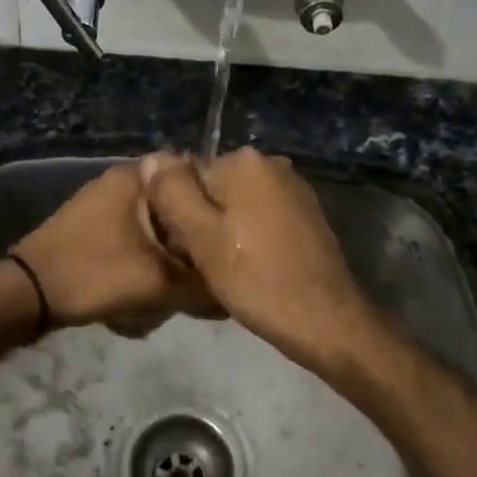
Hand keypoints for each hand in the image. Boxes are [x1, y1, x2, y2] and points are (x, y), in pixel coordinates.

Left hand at [11, 163, 217, 336]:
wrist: (27, 294)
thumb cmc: (93, 274)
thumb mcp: (158, 282)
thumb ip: (202, 283)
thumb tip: (232, 288)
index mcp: (136, 176)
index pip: (196, 173)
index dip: (218, 203)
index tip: (232, 232)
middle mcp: (121, 180)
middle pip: (177, 202)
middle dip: (192, 235)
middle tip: (207, 266)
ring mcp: (103, 201)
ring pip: (157, 223)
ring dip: (170, 251)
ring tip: (181, 282)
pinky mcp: (93, 225)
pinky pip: (136, 235)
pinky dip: (148, 256)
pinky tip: (151, 285)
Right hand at [140, 149, 379, 372]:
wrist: (324, 319)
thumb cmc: (256, 278)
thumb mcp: (201, 237)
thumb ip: (172, 192)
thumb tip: (151, 157)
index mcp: (245, 161)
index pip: (188, 177)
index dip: (179, 213)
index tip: (185, 248)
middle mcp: (272, 163)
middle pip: (215, 189)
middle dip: (204, 221)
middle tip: (205, 263)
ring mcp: (294, 189)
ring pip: (238, 206)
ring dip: (227, 232)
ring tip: (228, 270)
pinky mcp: (307, 214)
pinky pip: (262, 218)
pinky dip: (252, 238)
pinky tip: (253, 268)